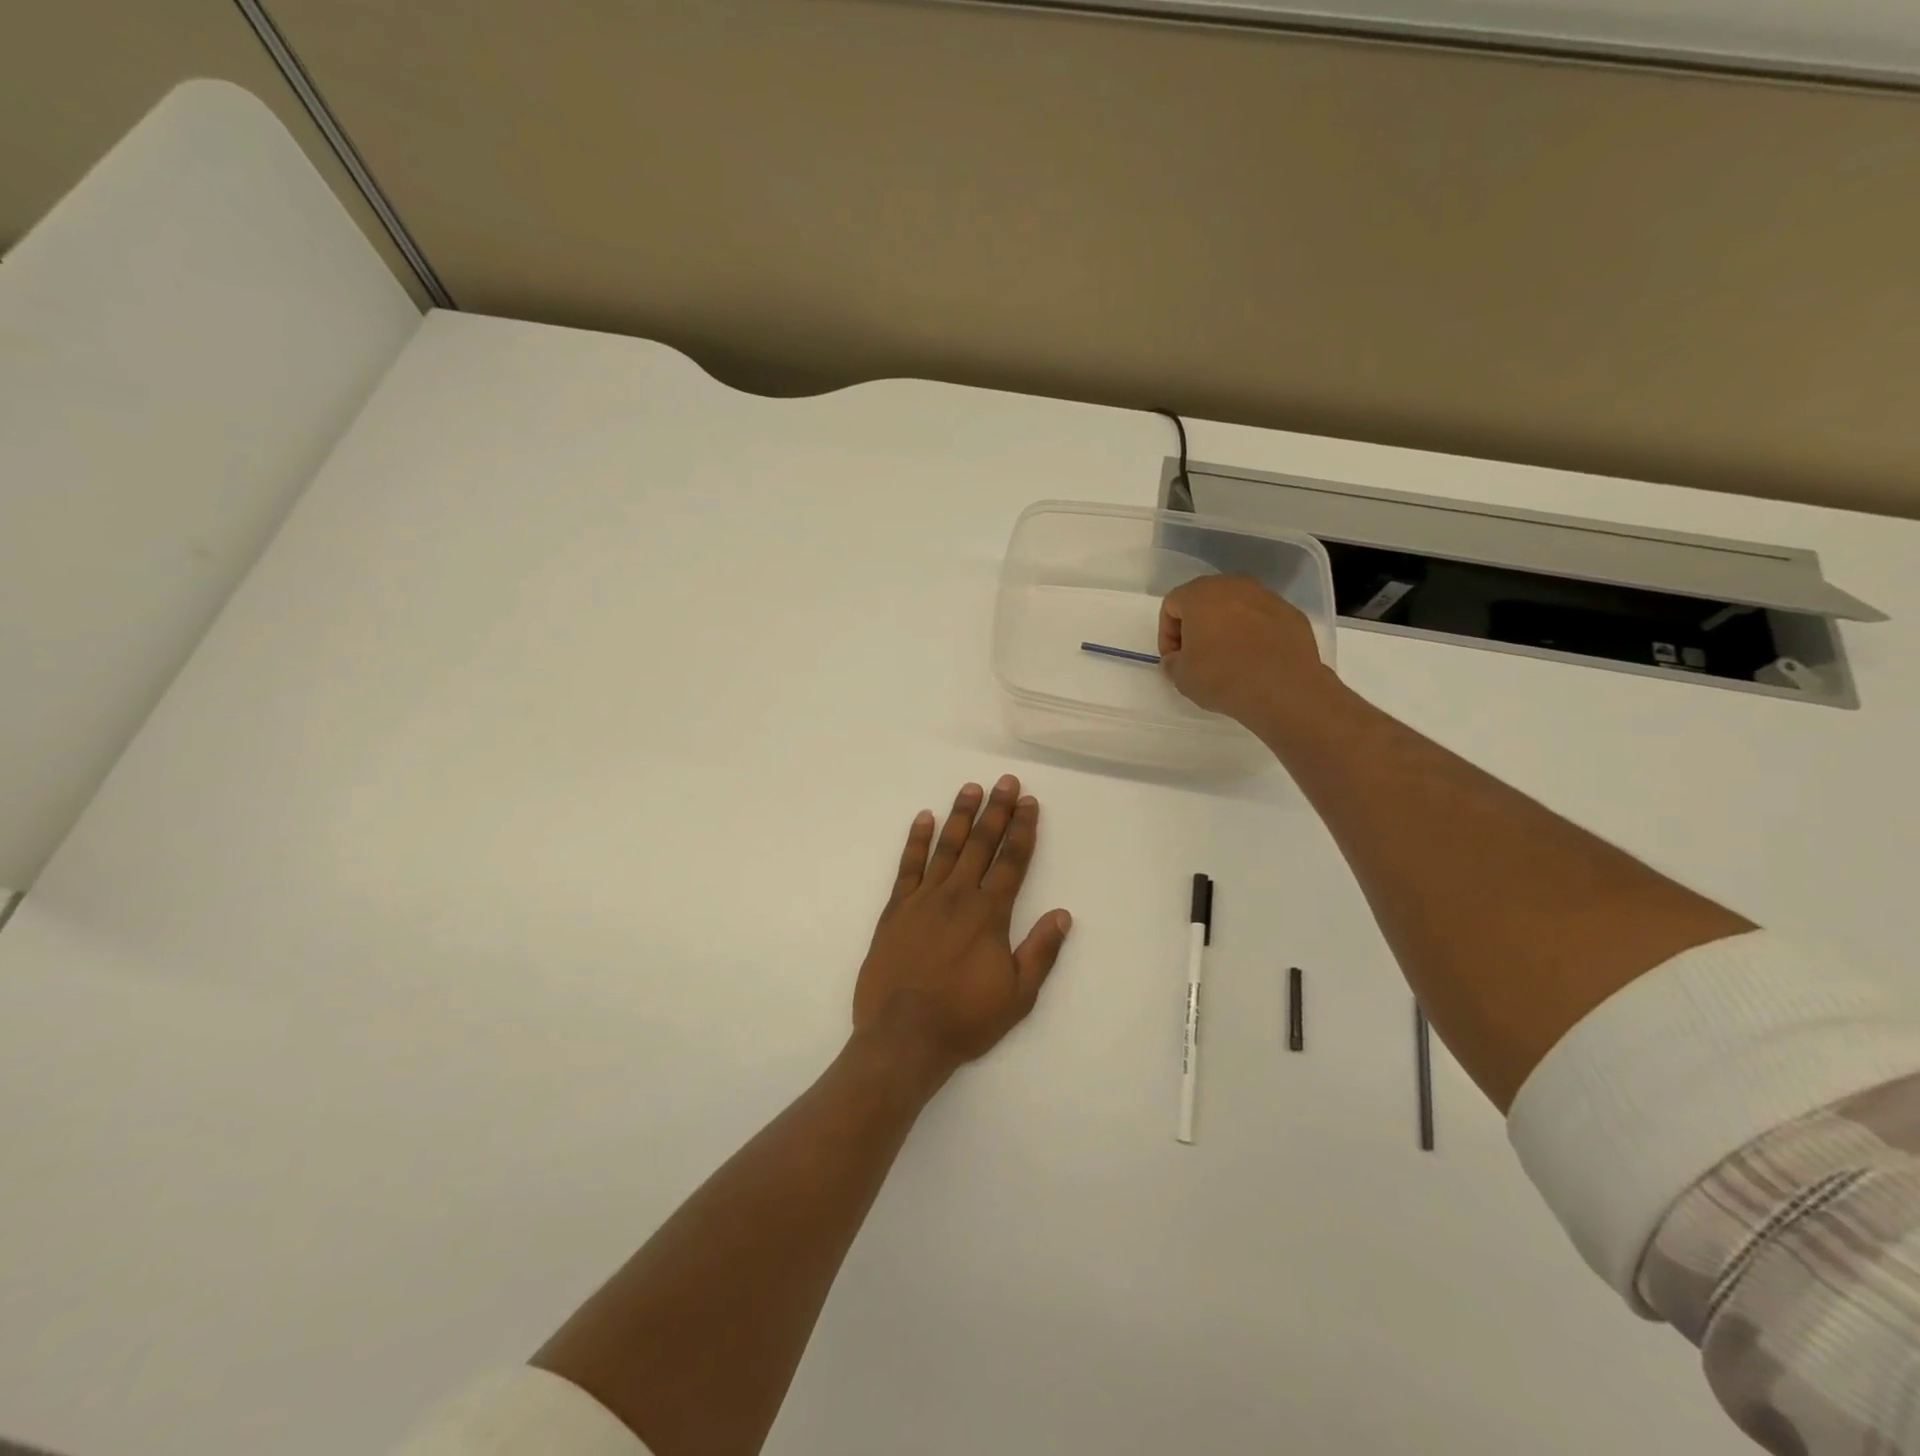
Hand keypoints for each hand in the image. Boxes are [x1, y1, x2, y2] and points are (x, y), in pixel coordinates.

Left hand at [853, 776, 1072, 1085]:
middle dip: (996, 811)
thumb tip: (1063, 914)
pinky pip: (908, 866)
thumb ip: (1040, 952)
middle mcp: (958, 896)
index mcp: (989, 914)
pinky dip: (916, 840)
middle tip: (1006, 782)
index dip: (1023, 830)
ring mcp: (923, 899)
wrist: (903, 1036)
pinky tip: (923, 818)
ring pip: (946, 847)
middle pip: (981, 844)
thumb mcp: (1017, 995)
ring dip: (961, 816)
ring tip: (971, 788)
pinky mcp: (896, 909)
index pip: (1012, 861)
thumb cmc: (965, 1018)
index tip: (1029, 803)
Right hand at [1159, 574, 1334, 728]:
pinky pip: (1263, 621)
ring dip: (1227, 629)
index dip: (1167, 634)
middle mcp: (1234, 586)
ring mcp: (1267, 597)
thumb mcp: (1180, 676)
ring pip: (1237, 608)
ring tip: (1229, 660)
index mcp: (1200, 594)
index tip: (1174, 660)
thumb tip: (1178, 659)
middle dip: (1197, 626)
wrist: (1283, 688)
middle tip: (1197, 656)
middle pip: (1205, 600)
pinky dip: (1254, 635)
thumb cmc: (1221, 676)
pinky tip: (1255, 661)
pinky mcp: (1292, 614)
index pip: (1172, 605)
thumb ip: (1172, 662)